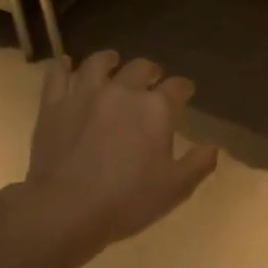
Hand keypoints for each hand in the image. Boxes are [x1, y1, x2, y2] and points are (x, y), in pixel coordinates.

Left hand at [16, 50, 218, 256]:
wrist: (66, 208)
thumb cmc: (128, 200)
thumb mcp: (175, 188)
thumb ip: (199, 164)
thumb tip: (213, 147)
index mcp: (156, 108)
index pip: (178, 87)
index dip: (184, 89)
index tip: (186, 93)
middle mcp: (122, 90)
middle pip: (140, 68)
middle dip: (150, 71)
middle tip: (152, 78)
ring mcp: (85, 93)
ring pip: (98, 63)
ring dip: (109, 60)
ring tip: (112, 62)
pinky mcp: (53, 103)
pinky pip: (57, 74)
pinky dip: (63, 67)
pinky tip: (67, 65)